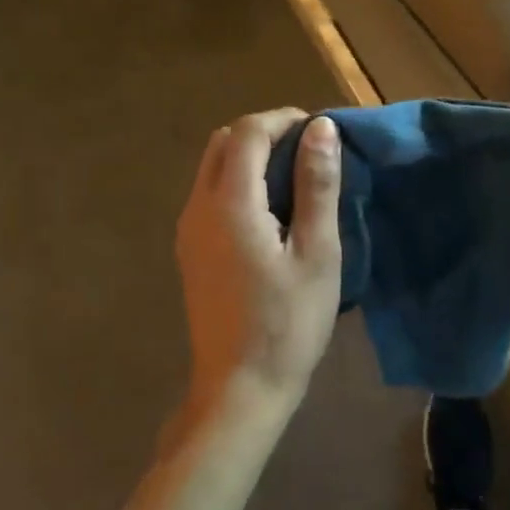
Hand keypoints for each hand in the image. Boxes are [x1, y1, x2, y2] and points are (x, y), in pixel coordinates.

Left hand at [175, 109, 342, 418]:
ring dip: (250, 156)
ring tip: (295, 178)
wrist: (239, 389)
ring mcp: (188, 230)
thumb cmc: (287, 323)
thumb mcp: (317, 252)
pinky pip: (210, 194)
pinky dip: (239, 181)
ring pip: (212, 167)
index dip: (283, 120)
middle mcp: (198, 207)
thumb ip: (317, 185)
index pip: (247, 132)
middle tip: (308, 152)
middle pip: (223, 142)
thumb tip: (320, 128)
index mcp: (229, 203)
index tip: (319, 132)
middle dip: (264, 133)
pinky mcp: (190, 250)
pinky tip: (271, 210)